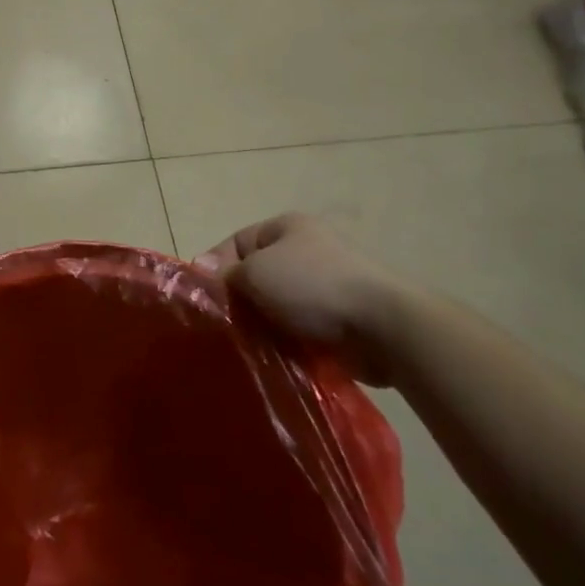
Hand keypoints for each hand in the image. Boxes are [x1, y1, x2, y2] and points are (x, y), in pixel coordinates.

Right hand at [195, 213, 418, 385]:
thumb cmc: (313, 285)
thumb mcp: (257, 272)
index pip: (236, 242)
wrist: (383, 326)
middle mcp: (306, 251)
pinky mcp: (338, 321)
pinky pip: (298, 330)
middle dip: (238, 301)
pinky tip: (271, 357)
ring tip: (244, 346)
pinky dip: (284, 342)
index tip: (203, 299)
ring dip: (261, 326)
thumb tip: (201, 271)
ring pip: (275, 307)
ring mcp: (324, 287)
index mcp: (287, 228)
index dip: (215, 267)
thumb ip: (226, 273)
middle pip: (256, 276)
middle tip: (221, 327)